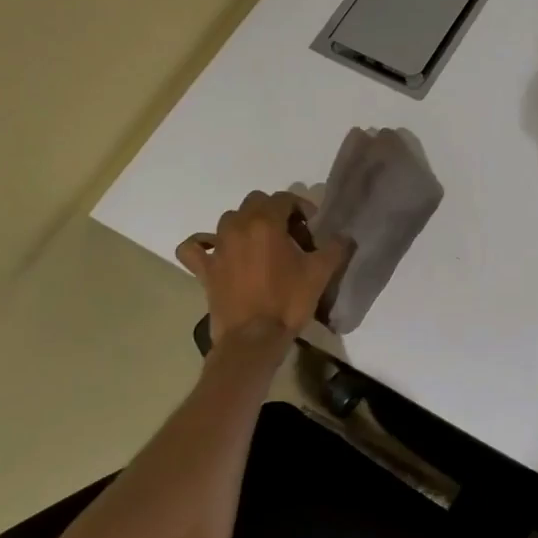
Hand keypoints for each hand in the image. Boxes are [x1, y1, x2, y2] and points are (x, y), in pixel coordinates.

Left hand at [177, 192, 351, 347]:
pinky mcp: (204, 269)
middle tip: (290, 235)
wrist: (252, 339)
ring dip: (246, 224)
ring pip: (229, 219)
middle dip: (274, 212)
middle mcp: (238, 226)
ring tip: (262, 245)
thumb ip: (336, 247)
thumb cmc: (288, 301)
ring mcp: (218, 247)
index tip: (312, 227)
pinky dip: (203, 244)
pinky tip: (217, 251)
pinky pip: (194, 247)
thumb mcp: (321, 273)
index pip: (284, 198)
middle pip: (256, 202)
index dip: (301, 208)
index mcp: (267, 223)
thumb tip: (343, 236)